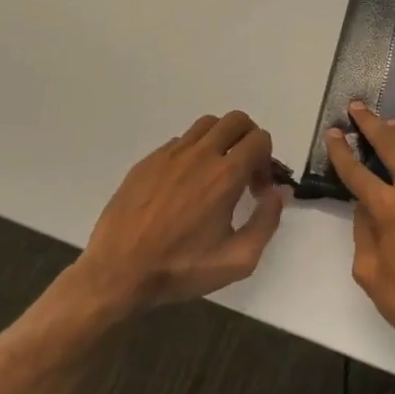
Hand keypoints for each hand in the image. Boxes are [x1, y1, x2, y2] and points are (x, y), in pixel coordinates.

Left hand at [73, 110, 287, 316]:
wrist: (118, 273)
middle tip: (244, 171)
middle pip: (236, 120)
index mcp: (225, 176)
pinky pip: (179, 142)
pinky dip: (193, 153)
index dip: (267, 161)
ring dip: (221, 140)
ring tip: (216, 173)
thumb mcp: (238, 259)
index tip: (257, 189)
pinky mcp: (147, 162)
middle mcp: (199, 155)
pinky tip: (185, 185)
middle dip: (249, 140)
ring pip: (206, 125)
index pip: (259, 139)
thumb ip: (267, 221)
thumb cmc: (181, 269)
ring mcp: (169, 155)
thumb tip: (277, 193)